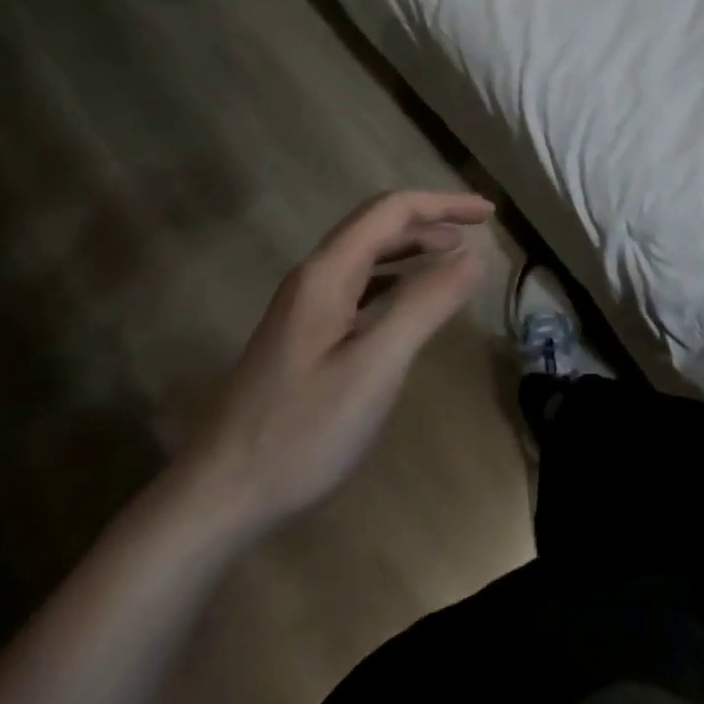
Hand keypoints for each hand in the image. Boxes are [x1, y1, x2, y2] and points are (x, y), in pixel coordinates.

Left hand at [171, 191, 492, 541]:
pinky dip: (395, 277)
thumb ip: (427, 304)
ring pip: (367, 254)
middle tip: (477, 229)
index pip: (393, 210)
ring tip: (452, 255)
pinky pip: (358, 284)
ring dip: (413, 245)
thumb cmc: (302, 431)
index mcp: (328, 271)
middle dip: (431, 218)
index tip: (488, 214)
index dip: (444, 204)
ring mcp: (304, 306)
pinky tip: (409, 300)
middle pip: (378, 224)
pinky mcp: (302, 335)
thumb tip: (474, 256)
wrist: (216, 500)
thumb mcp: (376, 366)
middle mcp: (314, 276)